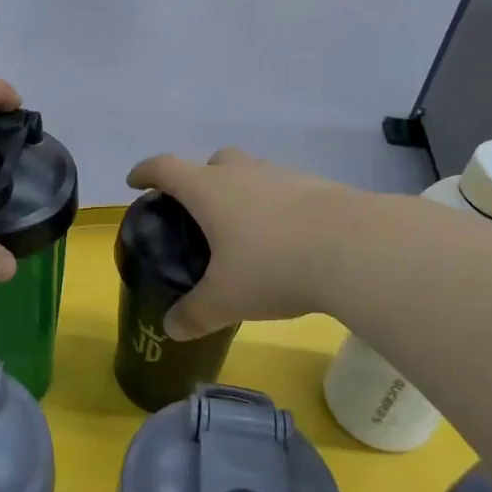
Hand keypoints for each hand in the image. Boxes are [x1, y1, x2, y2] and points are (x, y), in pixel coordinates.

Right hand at [127, 148, 356, 339]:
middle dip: (199, 180)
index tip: (135, 181)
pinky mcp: (319, 187)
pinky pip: (285, 190)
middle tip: (199, 213)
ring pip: (252, 174)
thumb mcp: (226, 299)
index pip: (165, 168)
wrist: (356, 249)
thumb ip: (195, 313)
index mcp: (208, 190)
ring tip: (246, 232)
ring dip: (242, 192)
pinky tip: (287, 239)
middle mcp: (242, 173)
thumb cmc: (273, 266)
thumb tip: (172, 329)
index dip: (145, 172)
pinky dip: (277, 207)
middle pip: (212, 162)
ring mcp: (283, 176)